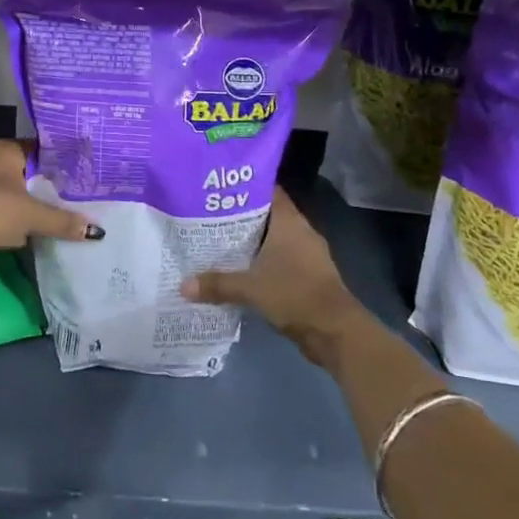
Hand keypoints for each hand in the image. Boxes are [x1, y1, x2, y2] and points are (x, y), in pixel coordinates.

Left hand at [0, 138, 101, 256]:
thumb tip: (96, 231)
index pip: (37, 149)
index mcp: (2, 149)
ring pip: (8, 192)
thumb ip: (62, 221)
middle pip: (23, 171)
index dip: (58, 162)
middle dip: (43, 186)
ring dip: (24, 205)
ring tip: (53, 216)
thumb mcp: (32, 215)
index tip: (80, 175)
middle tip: (72, 197)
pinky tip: (25, 233)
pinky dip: (8, 220)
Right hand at [183, 189, 369, 365]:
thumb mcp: (250, 288)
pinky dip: (264, 262)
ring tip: (220, 242)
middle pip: (268, 215)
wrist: (335, 330)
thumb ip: (217, 284)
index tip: (220, 189)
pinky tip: (242, 271)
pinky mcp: (309, 276)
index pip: (268, 191)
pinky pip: (282, 260)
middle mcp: (300, 232)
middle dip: (241, 216)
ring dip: (253, 242)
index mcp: (289, 222)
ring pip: (275, 239)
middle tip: (210, 216)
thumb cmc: (294, 294)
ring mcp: (308, 255)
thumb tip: (183, 285)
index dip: (245, 188)